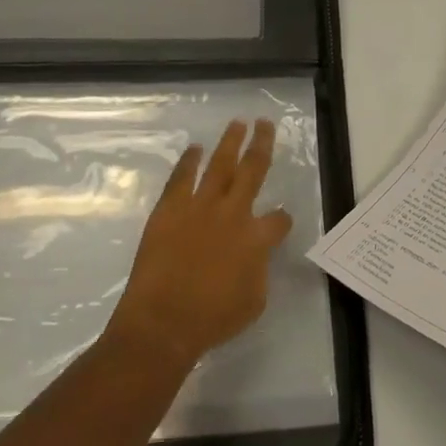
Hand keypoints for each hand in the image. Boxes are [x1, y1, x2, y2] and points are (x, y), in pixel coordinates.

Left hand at [107, 119, 294, 372]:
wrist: (163, 322)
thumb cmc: (213, 319)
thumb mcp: (254, 300)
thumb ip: (259, 270)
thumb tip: (255, 256)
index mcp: (257, 239)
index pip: (279, 220)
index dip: (282, 219)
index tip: (281, 219)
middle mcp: (232, 214)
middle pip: (253, 170)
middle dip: (261, 145)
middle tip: (265, 123)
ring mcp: (199, 208)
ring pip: (219, 165)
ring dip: (230, 142)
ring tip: (237, 123)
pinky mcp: (169, 210)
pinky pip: (181, 178)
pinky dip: (188, 162)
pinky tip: (194, 149)